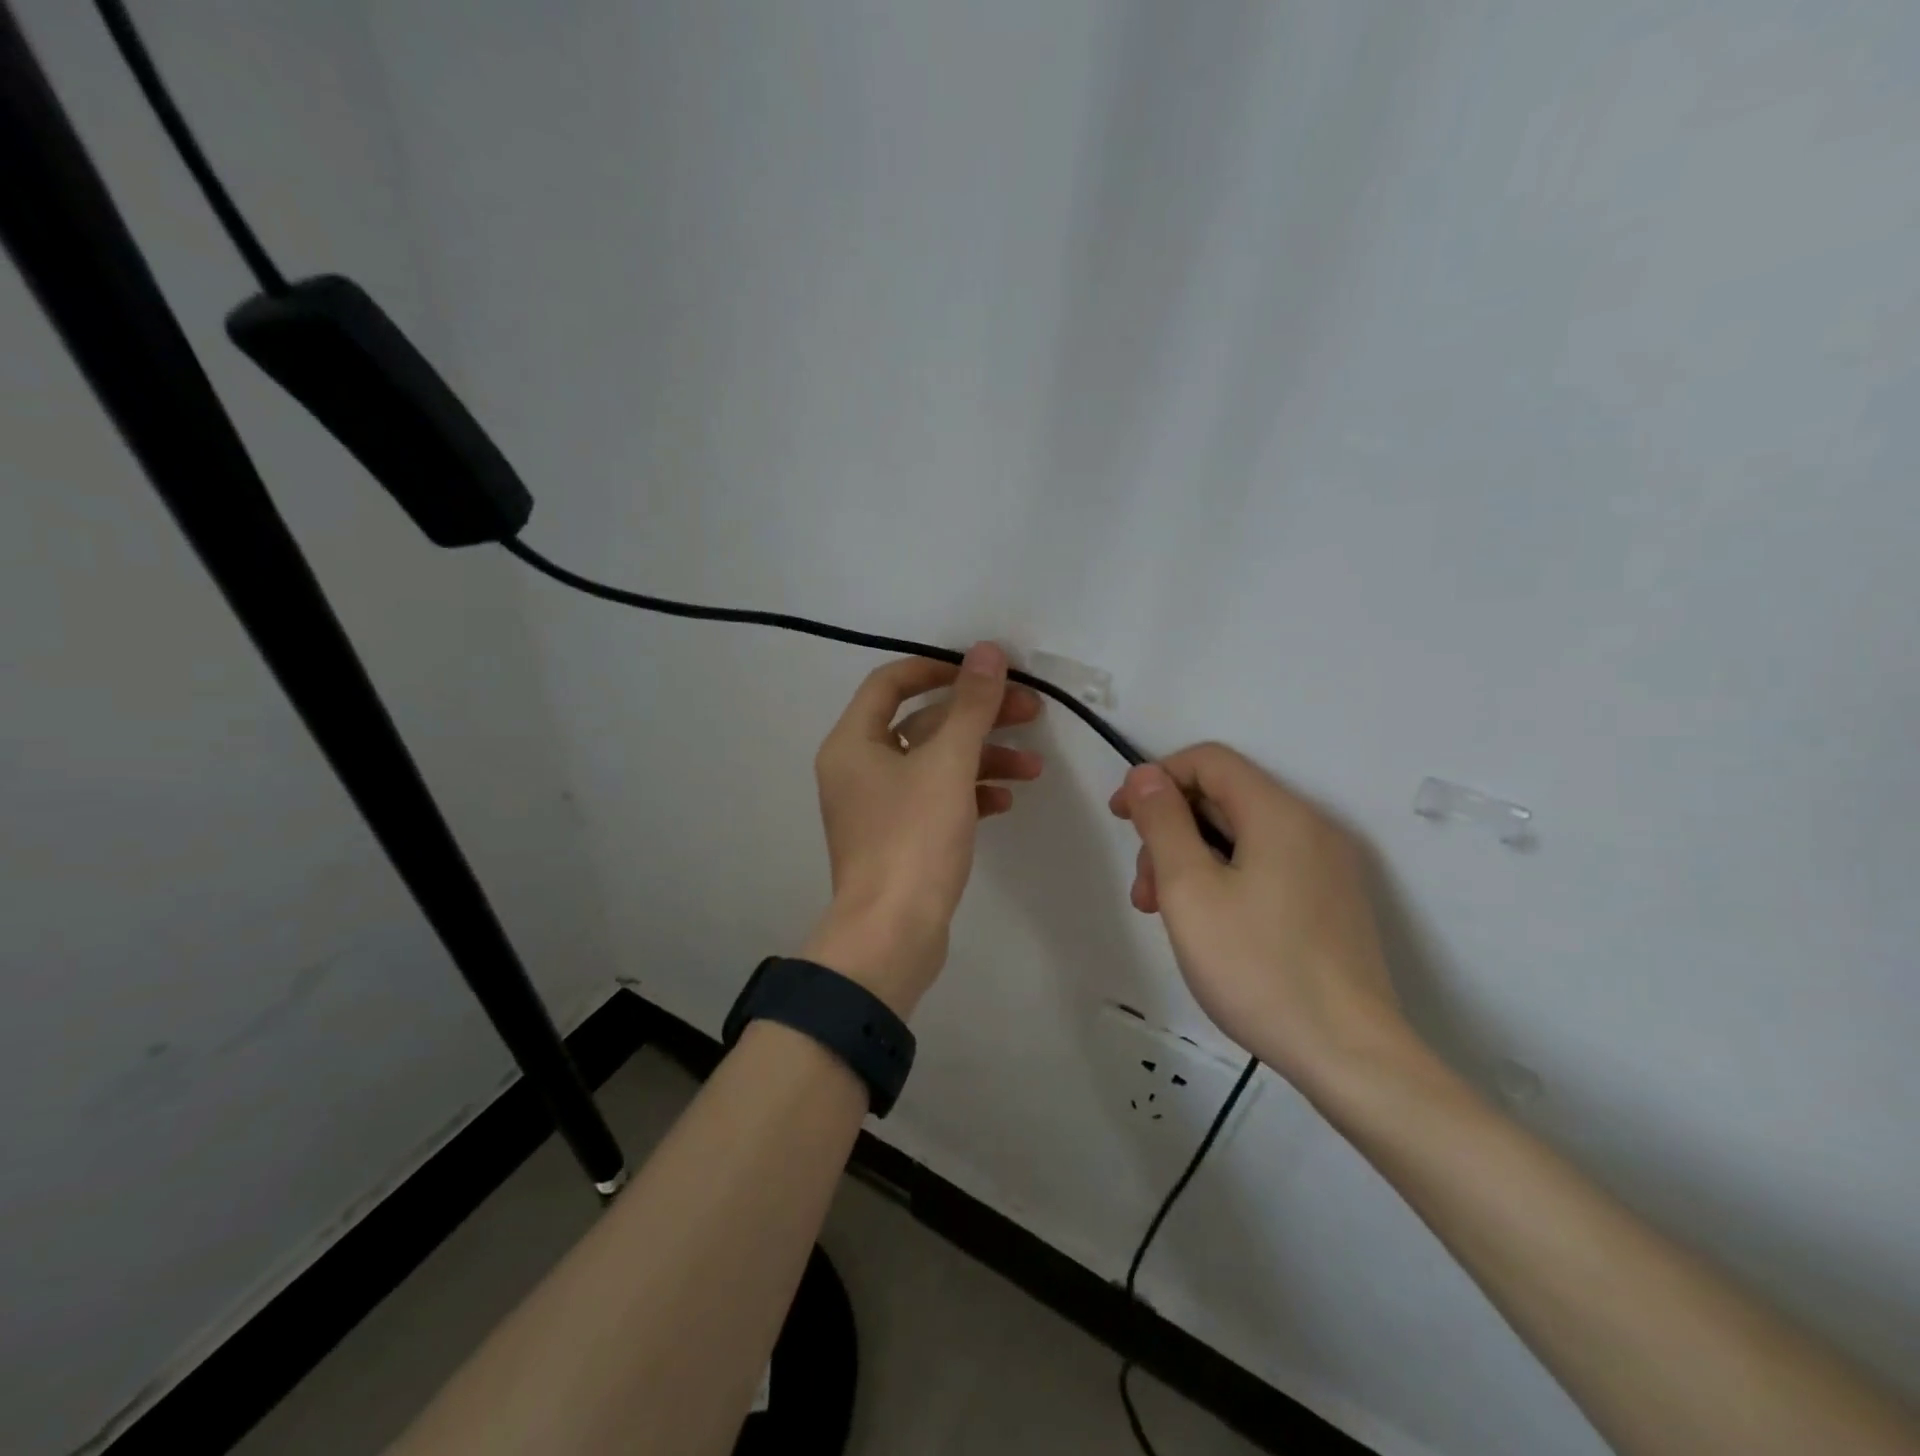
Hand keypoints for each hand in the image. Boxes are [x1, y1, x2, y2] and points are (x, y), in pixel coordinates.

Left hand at [805, 642, 1042, 1015]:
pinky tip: (1006, 800)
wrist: (892, 936)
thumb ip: (971, 705)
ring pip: (935, 764)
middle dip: (977, 716)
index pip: (891, 683)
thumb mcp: (948, 765)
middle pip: (922, 723)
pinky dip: (970, 793)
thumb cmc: (913, 840)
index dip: (939, 669)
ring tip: (1033, 767)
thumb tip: (987, 651)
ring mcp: (878, 807)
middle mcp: (858, 769)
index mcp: (853, 743)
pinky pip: (936, 799)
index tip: (985, 672)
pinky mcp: (899, 839)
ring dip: (983, 757)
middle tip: (1031, 712)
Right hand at [1108, 743, 1408, 1093]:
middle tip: (1144, 890)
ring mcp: (1328, 866)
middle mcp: (1311, 826)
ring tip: (1165, 915)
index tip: (1122, 819)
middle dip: (1170, 830)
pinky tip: (1207, 925)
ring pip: (1242, 837)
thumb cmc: (1257, 967)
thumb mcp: (1190, 890)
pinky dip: (1225, 878)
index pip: (1208, 761)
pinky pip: (1266, 866)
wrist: (1351, 1057)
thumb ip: (1163, 823)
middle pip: (1223, 799)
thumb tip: (1145, 775)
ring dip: (1193, 860)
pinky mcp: (1332, 901)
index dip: (1156, 778)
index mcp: (1279, 813)